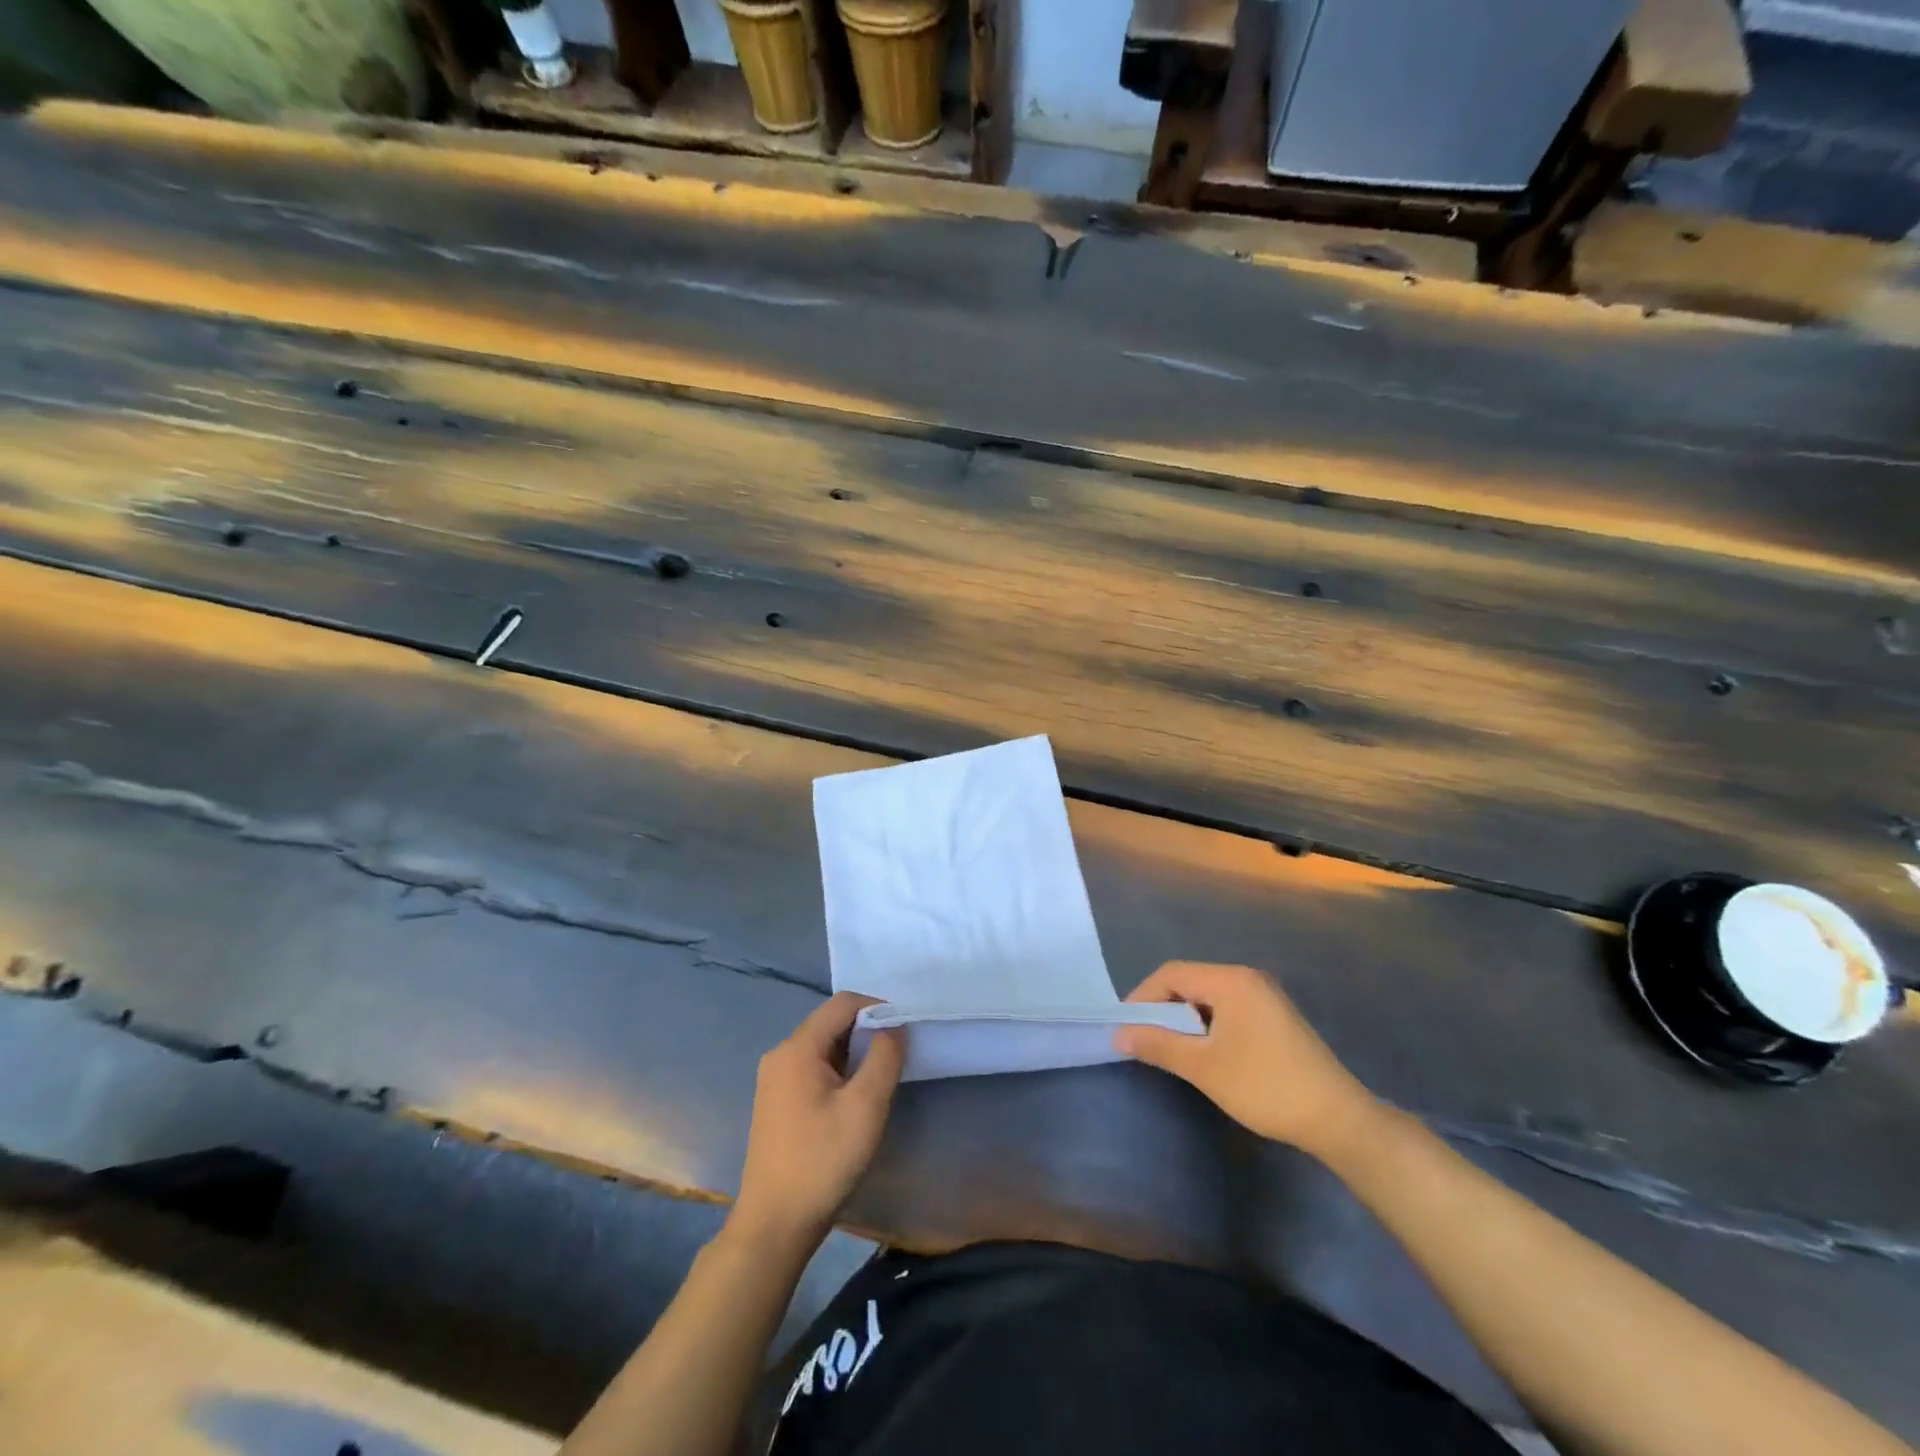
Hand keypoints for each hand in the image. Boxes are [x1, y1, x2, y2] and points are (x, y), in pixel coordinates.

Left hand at [733, 992, 903, 1249]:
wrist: (775, 1225)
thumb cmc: (823, 1161)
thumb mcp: (866, 1107)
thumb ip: (884, 1057)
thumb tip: (893, 1026)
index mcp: (797, 1048)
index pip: (843, 1004)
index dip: (877, 1008)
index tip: (905, 1030)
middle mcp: (781, 1053)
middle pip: (831, 1022)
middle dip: (866, 1031)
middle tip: (896, 1056)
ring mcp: (774, 1078)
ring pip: (823, 1045)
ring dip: (854, 1052)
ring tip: (879, 1078)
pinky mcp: (776, 1100)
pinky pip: (812, 1067)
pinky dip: (838, 1070)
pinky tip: (853, 1098)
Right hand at [1118, 961, 1379, 1163]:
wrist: (1338, 1119)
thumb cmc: (1264, 1086)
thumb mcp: (1203, 1067)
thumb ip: (1158, 1044)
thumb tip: (1120, 1034)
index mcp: (1231, 980)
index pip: (1171, 974)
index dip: (1143, 997)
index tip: (1126, 1027)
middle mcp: (1248, 978)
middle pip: (1190, 981)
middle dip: (1163, 1008)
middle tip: (1145, 1039)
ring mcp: (1266, 996)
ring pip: (1209, 997)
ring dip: (1185, 1019)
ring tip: (1173, 1050)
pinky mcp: (1276, 1017)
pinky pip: (1229, 1008)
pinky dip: (1208, 1025)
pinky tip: (1207, 1053)